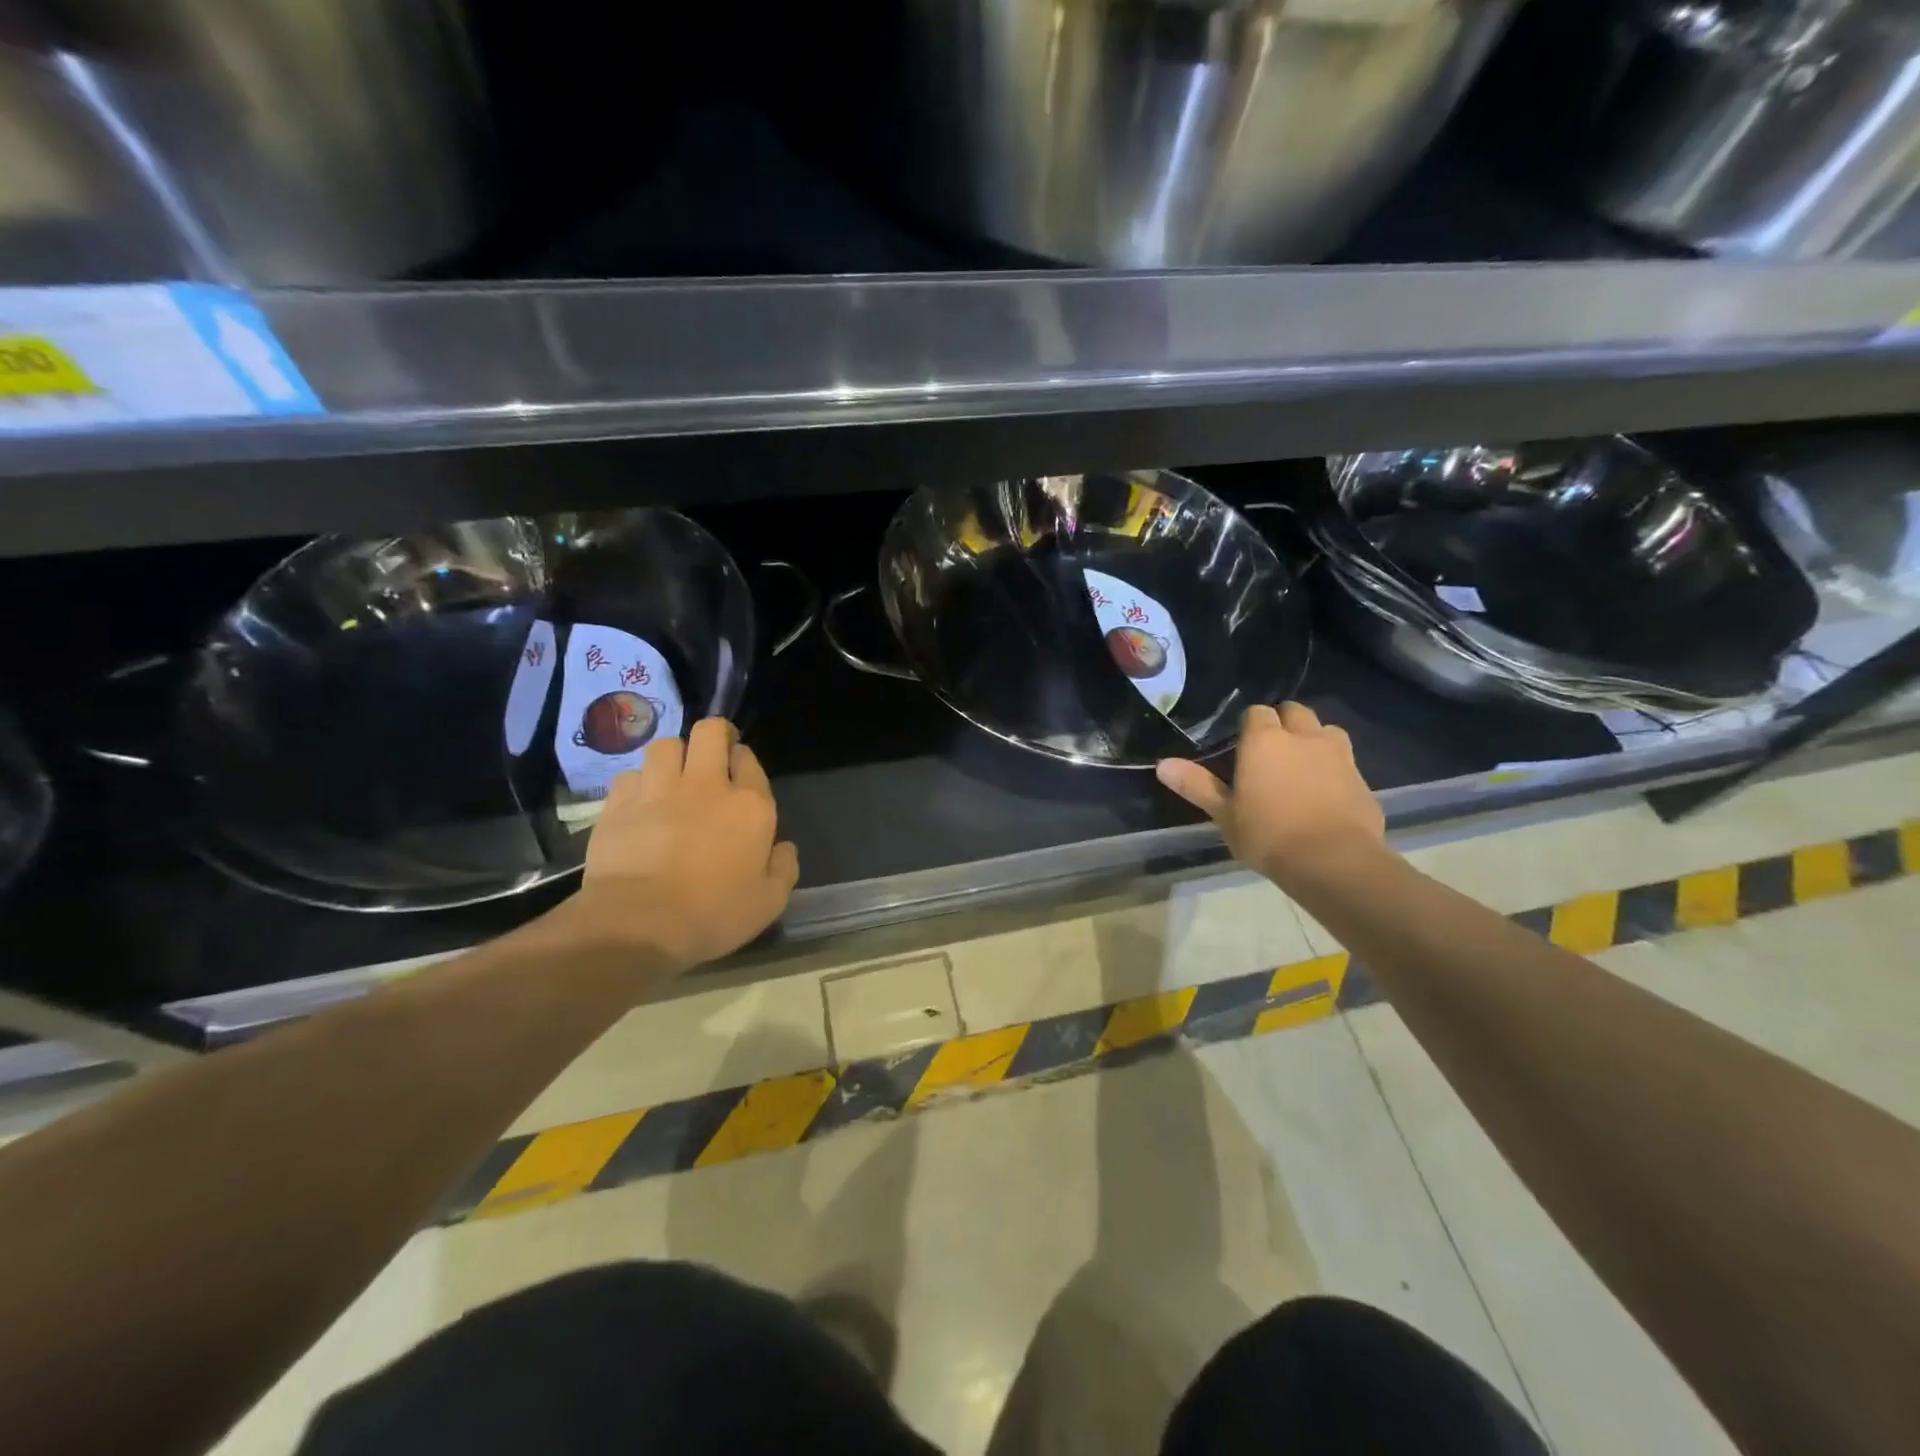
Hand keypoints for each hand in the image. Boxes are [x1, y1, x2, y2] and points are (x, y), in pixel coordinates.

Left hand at [561, 719, 798, 972]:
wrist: (638, 924)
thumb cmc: (712, 915)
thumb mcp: (768, 902)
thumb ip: (783, 868)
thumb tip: (784, 847)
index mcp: (750, 806)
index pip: (749, 760)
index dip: (744, 763)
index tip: (740, 778)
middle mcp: (706, 785)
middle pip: (710, 732)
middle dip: (715, 735)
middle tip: (713, 755)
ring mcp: (659, 788)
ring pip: (666, 745)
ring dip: (674, 756)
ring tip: (672, 777)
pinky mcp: (619, 802)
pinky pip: (631, 774)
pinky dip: (639, 783)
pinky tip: (639, 802)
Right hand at [1156, 702, 1384, 888]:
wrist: (1333, 861)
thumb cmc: (1268, 835)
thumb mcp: (1224, 814)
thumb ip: (1196, 785)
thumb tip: (1162, 765)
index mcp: (1264, 740)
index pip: (1256, 713)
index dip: (1250, 726)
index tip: (1243, 747)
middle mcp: (1303, 737)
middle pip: (1295, 711)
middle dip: (1284, 723)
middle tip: (1271, 752)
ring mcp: (1338, 755)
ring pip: (1326, 730)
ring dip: (1314, 739)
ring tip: (1302, 766)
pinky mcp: (1362, 778)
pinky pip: (1346, 761)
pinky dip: (1335, 768)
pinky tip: (1326, 794)